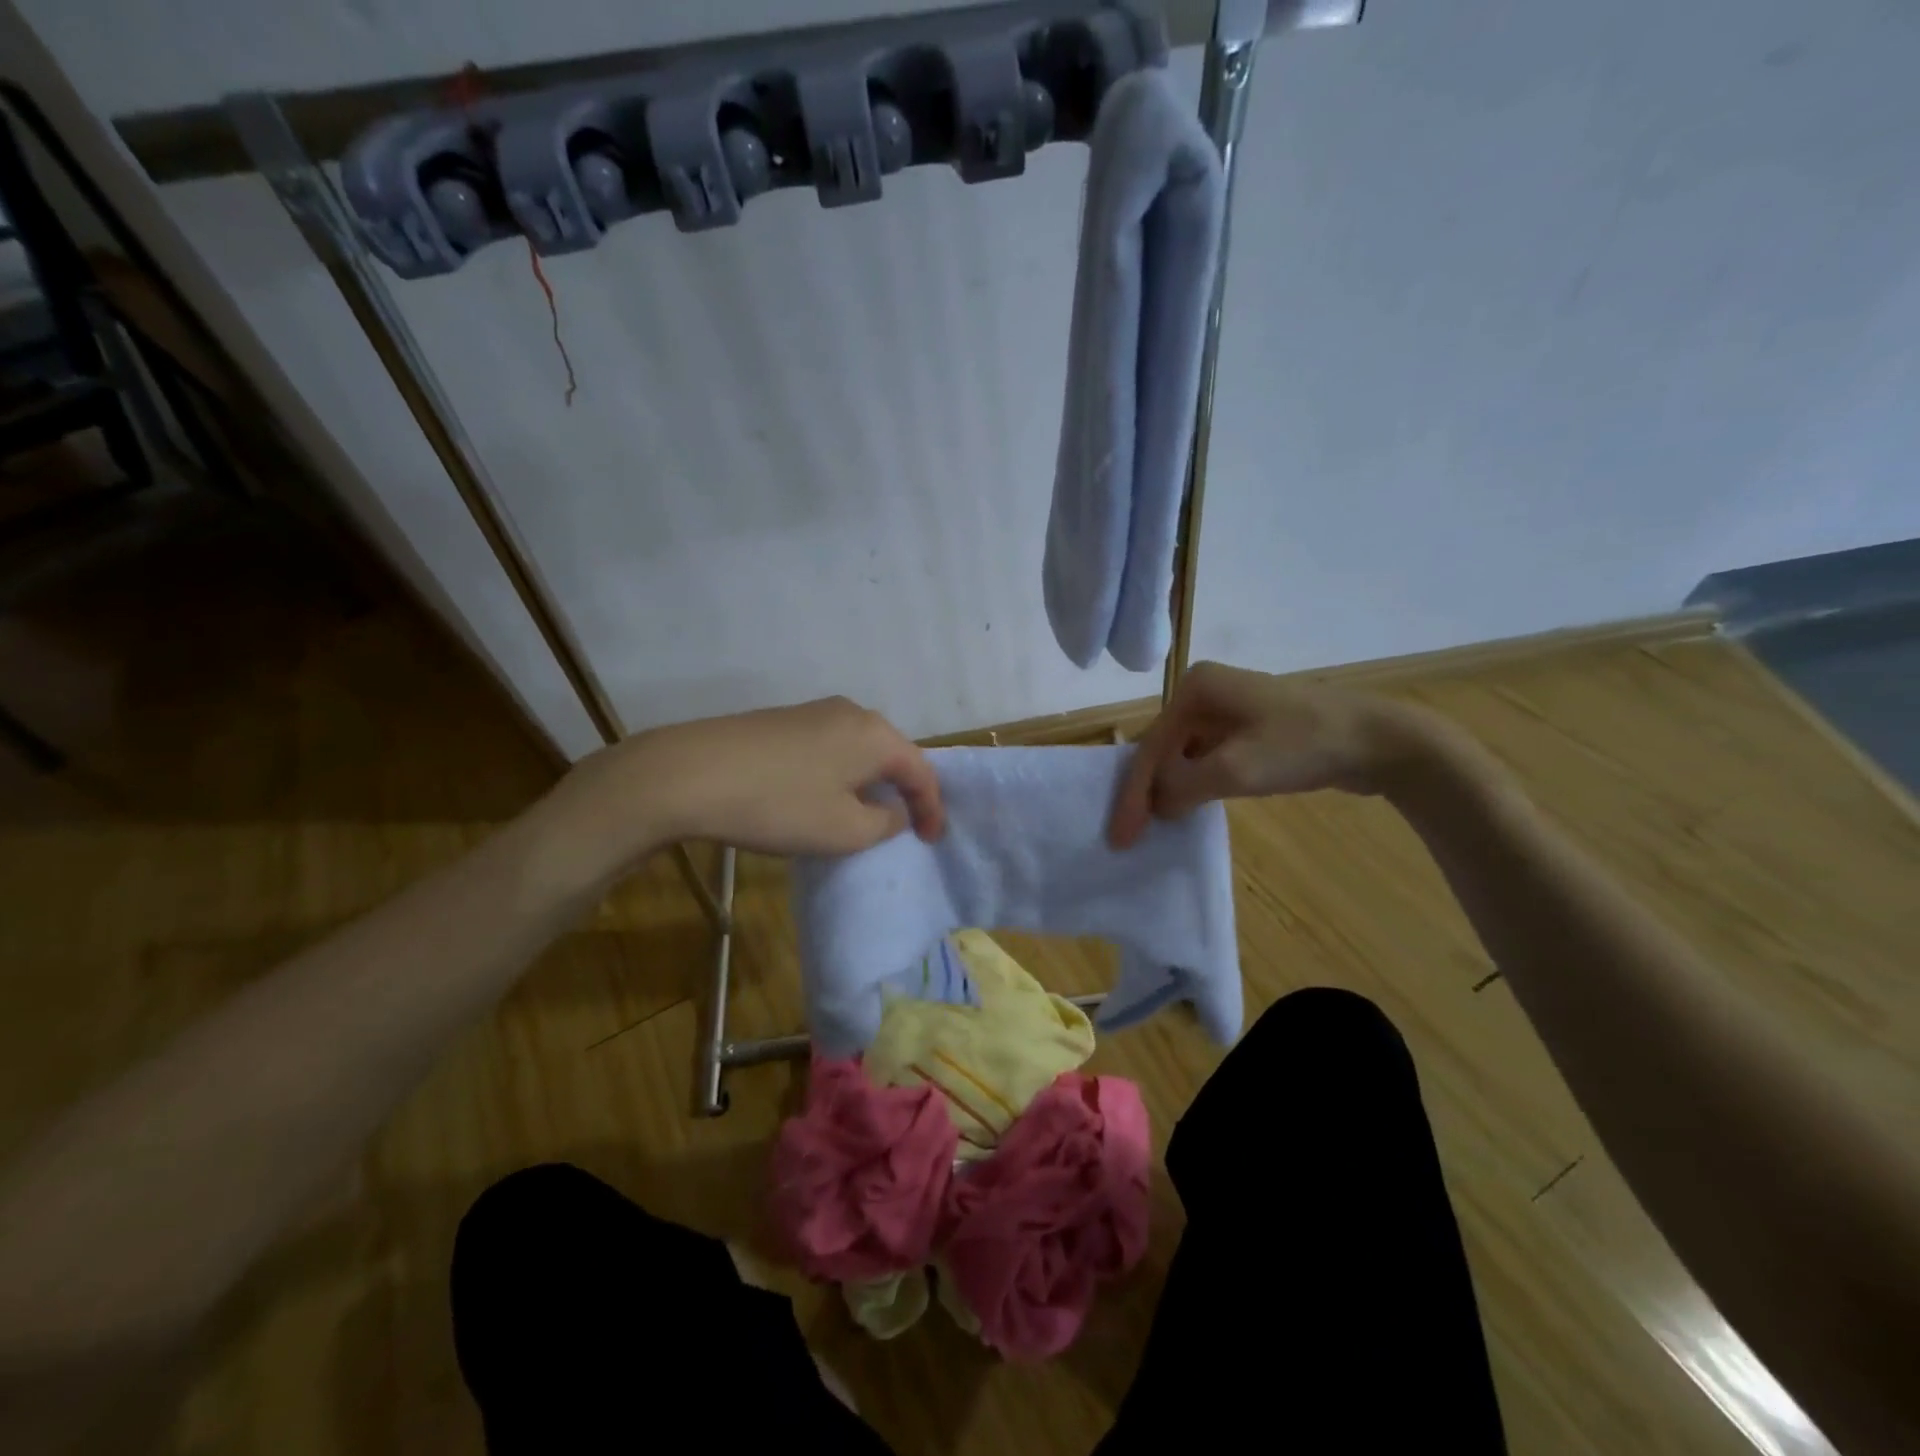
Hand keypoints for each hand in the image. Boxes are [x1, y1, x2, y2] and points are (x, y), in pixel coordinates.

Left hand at [559, 697, 944, 863]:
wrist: (689, 773)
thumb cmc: (780, 805)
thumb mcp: (845, 830)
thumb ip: (885, 822)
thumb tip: (892, 809)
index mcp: (876, 735)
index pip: (922, 771)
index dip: (932, 809)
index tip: (931, 841)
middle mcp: (851, 713)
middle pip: (892, 754)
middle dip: (902, 790)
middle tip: (903, 825)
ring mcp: (813, 712)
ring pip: (858, 749)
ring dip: (868, 782)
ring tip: (863, 814)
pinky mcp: (781, 720)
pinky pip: (828, 748)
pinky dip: (838, 774)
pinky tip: (819, 796)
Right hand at [1109, 663, 1435, 847]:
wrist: (1381, 740)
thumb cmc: (1304, 745)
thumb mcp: (1235, 769)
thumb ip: (1182, 786)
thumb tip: (1155, 804)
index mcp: (1195, 688)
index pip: (1151, 747)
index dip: (1133, 795)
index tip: (1120, 837)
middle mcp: (1205, 691)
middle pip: (1163, 749)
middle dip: (1146, 791)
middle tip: (1129, 834)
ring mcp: (1229, 708)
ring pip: (1184, 754)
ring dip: (1170, 789)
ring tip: (1151, 826)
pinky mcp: (1250, 727)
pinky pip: (1208, 757)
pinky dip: (1195, 784)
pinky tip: (1189, 807)